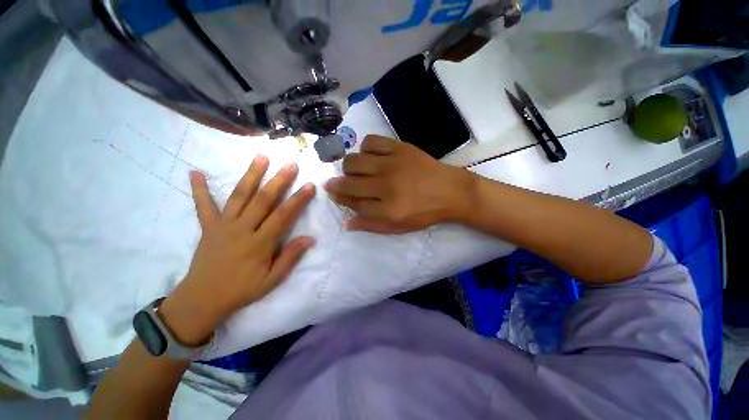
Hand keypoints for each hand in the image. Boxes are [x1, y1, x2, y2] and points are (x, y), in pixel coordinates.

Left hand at [160, 156, 315, 344]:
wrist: (202, 299)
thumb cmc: (241, 290)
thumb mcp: (271, 280)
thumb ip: (290, 257)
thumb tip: (310, 239)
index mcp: (259, 243)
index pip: (283, 216)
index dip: (298, 200)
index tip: (310, 186)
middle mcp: (242, 229)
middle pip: (263, 200)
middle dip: (279, 180)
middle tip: (290, 164)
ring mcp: (223, 225)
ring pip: (239, 196)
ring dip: (251, 175)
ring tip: (261, 157)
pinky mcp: (208, 227)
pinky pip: (203, 206)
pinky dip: (199, 190)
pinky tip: (195, 173)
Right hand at [325, 135, 473, 233]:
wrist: (451, 191)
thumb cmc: (425, 212)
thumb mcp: (399, 227)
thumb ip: (372, 225)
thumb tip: (346, 223)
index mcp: (388, 210)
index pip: (353, 204)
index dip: (340, 199)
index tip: (334, 194)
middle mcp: (386, 186)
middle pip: (349, 183)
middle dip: (337, 184)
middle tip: (339, 183)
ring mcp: (392, 164)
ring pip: (354, 161)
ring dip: (349, 167)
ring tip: (355, 170)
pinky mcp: (400, 148)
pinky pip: (371, 142)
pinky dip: (365, 148)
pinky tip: (370, 156)